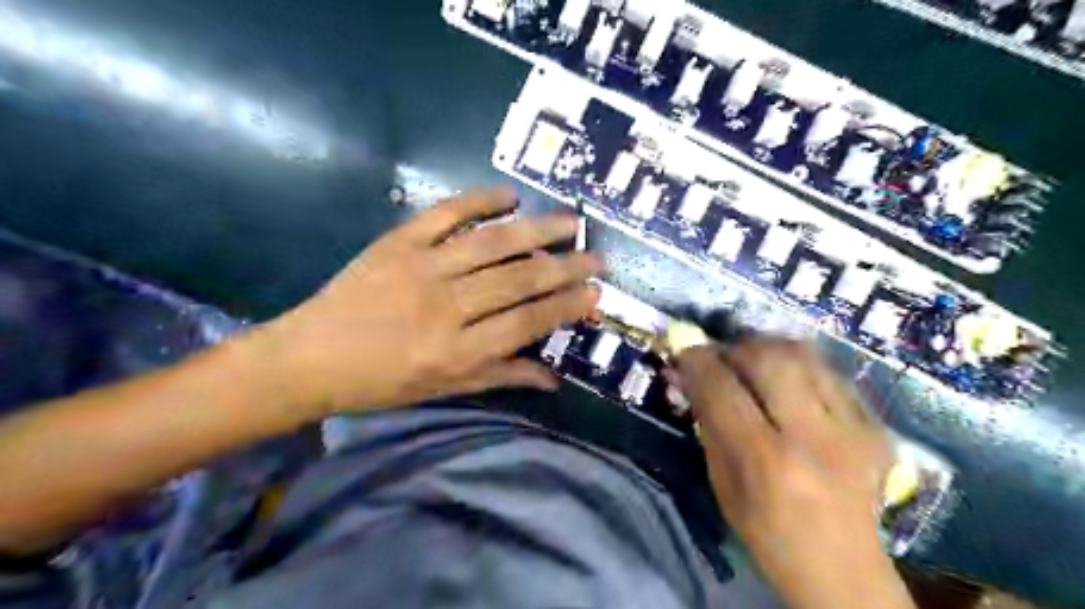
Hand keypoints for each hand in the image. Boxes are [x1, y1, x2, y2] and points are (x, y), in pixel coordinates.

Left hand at [258, 188, 606, 417]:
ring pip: (492, 243)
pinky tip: (509, 195)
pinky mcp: (398, 242)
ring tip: (572, 221)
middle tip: (596, 256)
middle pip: (519, 279)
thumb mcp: (443, 389)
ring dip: (538, 228)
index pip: (527, 323)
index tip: (595, 294)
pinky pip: (446, 213)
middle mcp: (445, 307)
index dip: (566, 307)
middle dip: (565, 267)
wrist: (308, 357)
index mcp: (456, 351)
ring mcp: (421, 267)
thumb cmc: (379, 383)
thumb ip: (500, 377)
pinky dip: (479, 200)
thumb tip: (553, 379)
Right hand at [675, 339, 909, 608]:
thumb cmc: (766, 533)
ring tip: (754, 362)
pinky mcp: (875, 427)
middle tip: (722, 357)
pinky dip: (801, 368)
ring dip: (769, 348)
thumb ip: (706, 423)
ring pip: (804, 355)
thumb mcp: (721, 483)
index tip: (684, 352)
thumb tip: (686, 375)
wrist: (843, 571)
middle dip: (735, 347)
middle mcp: (812, 437)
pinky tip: (791, 384)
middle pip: (769, 358)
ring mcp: (852, 429)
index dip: (696, 360)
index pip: (721, 388)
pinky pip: (830, 373)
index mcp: (765, 461)